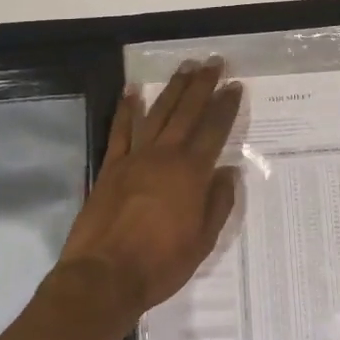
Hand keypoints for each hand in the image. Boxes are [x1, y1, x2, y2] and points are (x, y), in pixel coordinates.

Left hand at [53, 59, 242, 329]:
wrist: (105, 276)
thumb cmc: (161, 264)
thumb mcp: (203, 241)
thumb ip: (218, 203)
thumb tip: (228, 172)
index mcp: (192, 173)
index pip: (214, 130)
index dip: (226, 106)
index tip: (235, 85)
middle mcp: (165, 156)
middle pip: (186, 112)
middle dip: (202, 85)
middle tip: (213, 62)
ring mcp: (135, 158)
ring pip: (157, 113)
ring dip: (172, 88)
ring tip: (185, 67)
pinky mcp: (111, 167)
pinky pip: (120, 130)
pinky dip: (126, 109)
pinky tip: (131, 91)